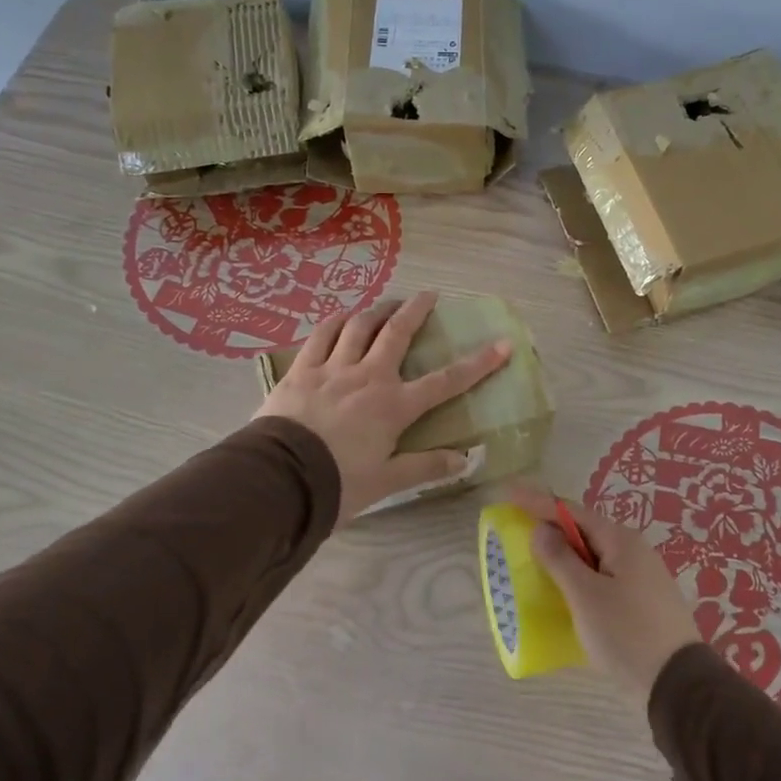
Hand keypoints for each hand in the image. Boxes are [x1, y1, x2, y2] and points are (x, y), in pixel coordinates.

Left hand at [255, 292, 510, 522]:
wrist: (278, 480)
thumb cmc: (337, 484)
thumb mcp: (386, 482)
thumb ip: (425, 466)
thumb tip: (465, 460)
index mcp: (394, 406)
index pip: (445, 381)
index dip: (478, 363)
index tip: (502, 344)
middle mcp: (368, 377)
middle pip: (397, 333)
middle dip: (416, 311)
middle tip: (429, 295)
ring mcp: (332, 369)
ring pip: (359, 326)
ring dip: (376, 310)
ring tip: (386, 303)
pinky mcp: (301, 370)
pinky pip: (321, 335)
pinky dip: (335, 322)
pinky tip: (341, 316)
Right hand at [505, 484, 702, 705]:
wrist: (679, 686)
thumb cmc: (627, 633)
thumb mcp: (586, 596)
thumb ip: (560, 559)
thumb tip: (542, 529)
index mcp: (621, 540)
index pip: (572, 511)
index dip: (539, 502)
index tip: (510, 493)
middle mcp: (634, 550)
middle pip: (585, 530)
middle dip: (552, 528)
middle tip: (520, 528)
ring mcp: (642, 576)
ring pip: (595, 556)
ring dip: (566, 555)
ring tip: (537, 560)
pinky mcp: (644, 602)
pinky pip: (604, 577)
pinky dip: (581, 577)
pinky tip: (567, 592)